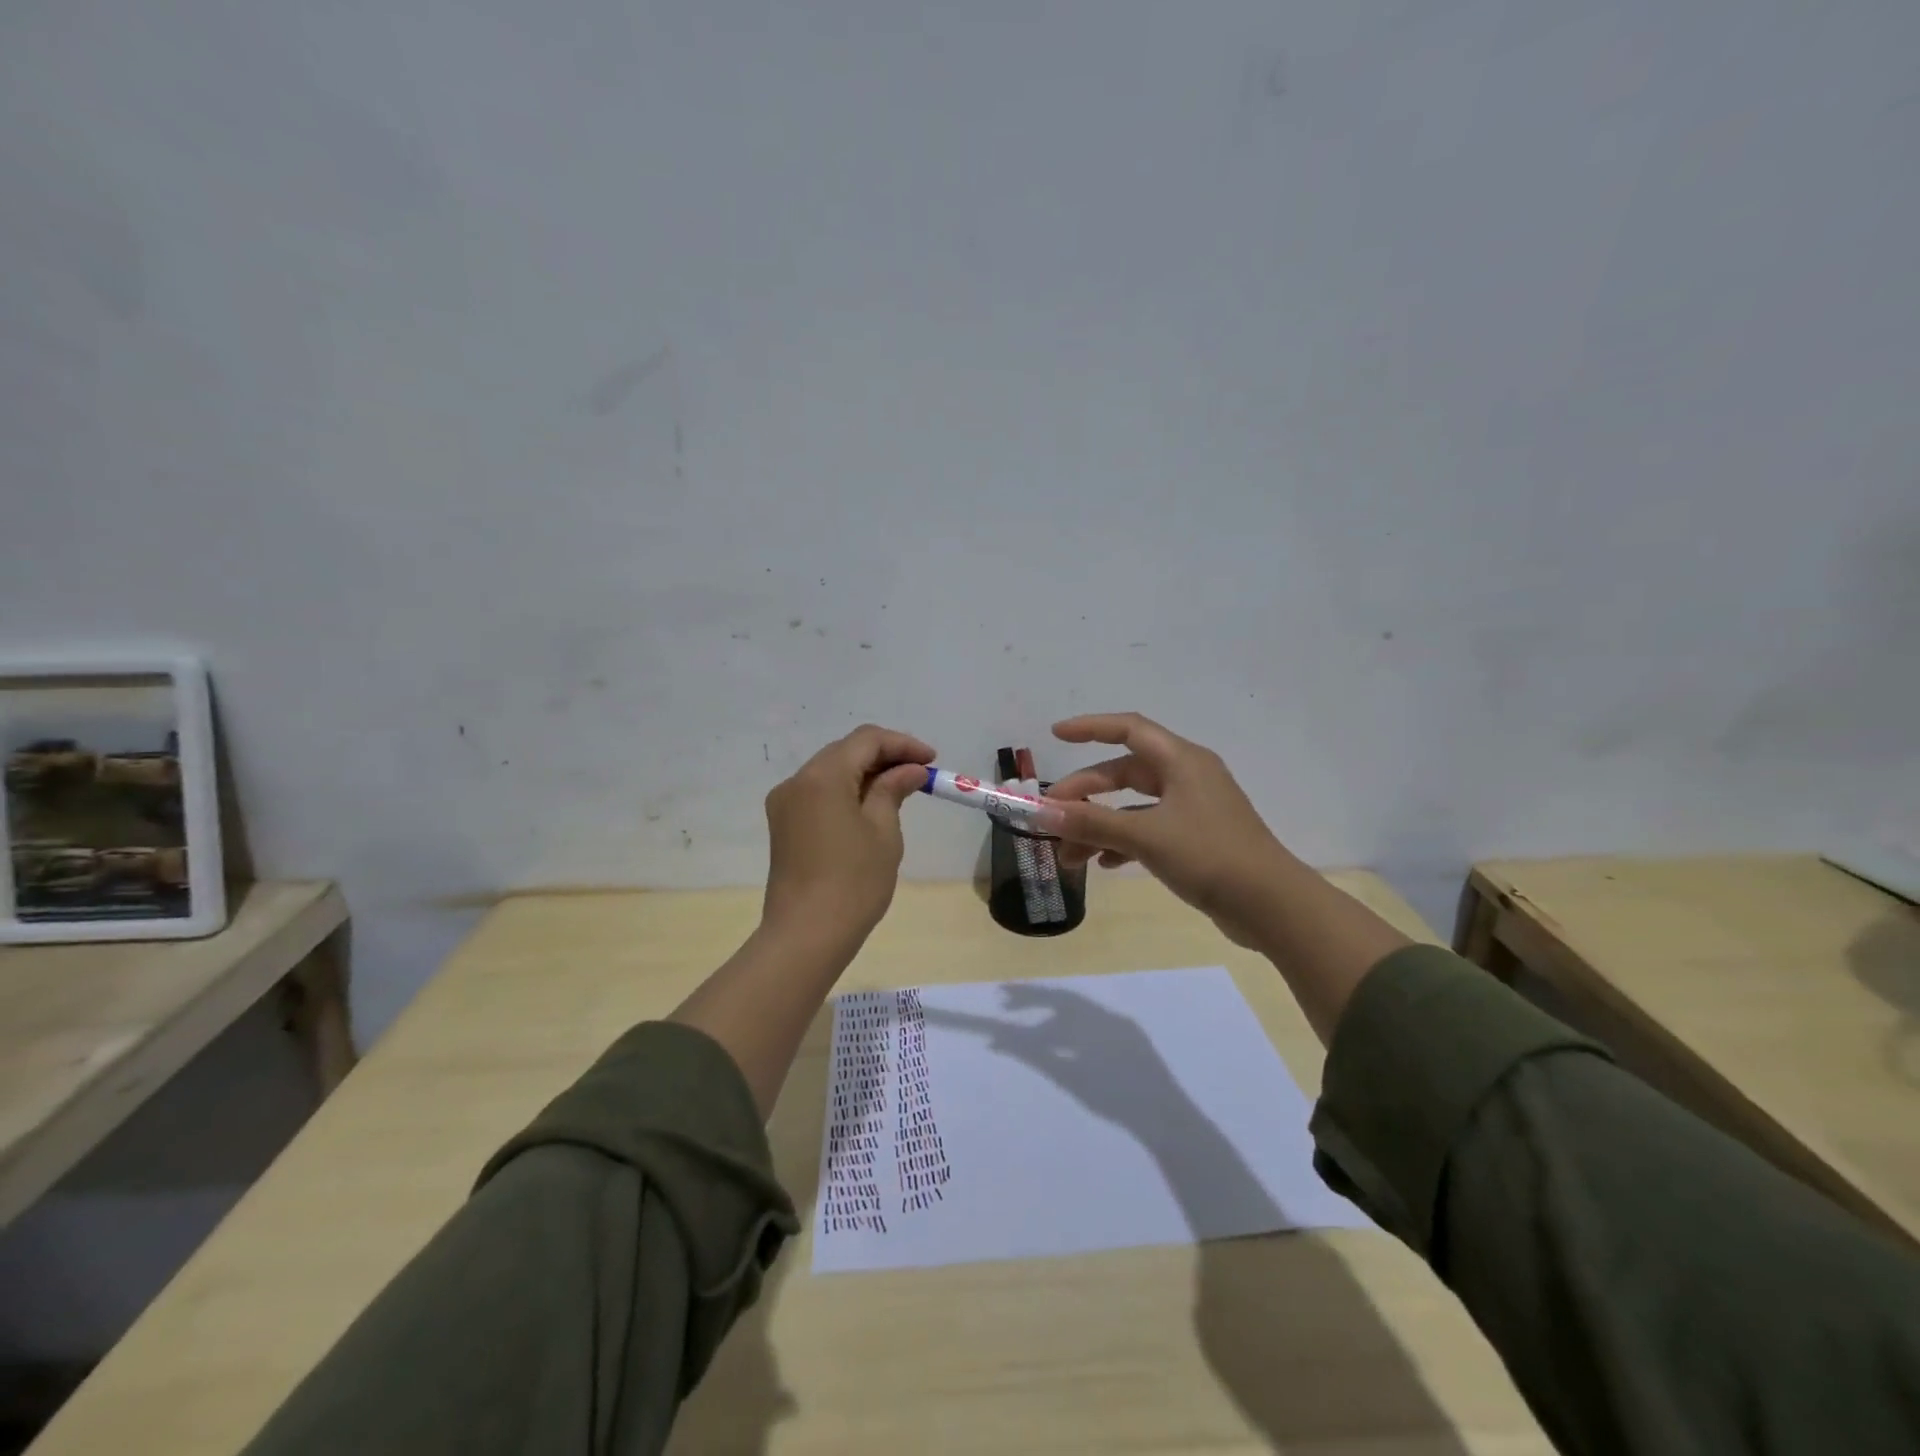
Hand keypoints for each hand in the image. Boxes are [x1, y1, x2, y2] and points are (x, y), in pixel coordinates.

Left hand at [762, 724, 934, 943]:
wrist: (806, 935)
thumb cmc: (853, 882)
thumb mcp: (883, 831)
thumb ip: (894, 789)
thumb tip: (910, 770)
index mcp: (822, 776)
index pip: (866, 740)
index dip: (902, 744)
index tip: (932, 761)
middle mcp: (797, 781)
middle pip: (845, 752)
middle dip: (884, 756)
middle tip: (919, 773)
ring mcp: (785, 804)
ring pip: (831, 771)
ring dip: (865, 773)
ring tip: (900, 789)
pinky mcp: (784, 825)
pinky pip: (819, 793)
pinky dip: (846, 791)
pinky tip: (870, 806)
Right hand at [1039, 713, 1291, 947]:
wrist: (1272, 906)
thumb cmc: (1210, 856)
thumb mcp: (1146, 836)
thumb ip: (1092, 822)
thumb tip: (1042, 811)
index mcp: (1181, 761)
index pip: (1129, 729)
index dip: (1090, 728)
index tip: (1055, 735)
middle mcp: (1187, 777)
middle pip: (1125, 772)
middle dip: (1086, 794)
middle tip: (1053, 817)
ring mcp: (1193, 809)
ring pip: (1133, 806)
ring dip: (1100, 825)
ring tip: (1070, 856)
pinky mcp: (1196, 839)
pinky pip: (1148, 829)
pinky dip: (1123, 842)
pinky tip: (1103, 864)